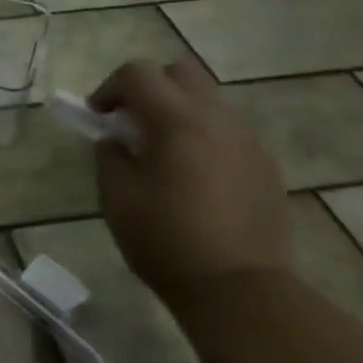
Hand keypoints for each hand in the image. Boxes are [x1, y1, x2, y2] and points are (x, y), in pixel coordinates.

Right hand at [88, 56, 289, 304]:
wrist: (240, 290)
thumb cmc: (167, 242)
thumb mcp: (117, 199)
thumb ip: (109, 157)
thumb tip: (115, 141)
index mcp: (176, 120)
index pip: (138, 73)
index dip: (110, 87)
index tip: (97, 116)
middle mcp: (216, 118)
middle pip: (180, 71)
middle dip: (149, 86)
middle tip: (131, 121)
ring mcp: (247, 140)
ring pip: (208, 99)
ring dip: (179, 110)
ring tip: (163, 150)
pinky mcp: (265, 165)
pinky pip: (228, 130)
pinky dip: (204, 135)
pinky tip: (194, 175)